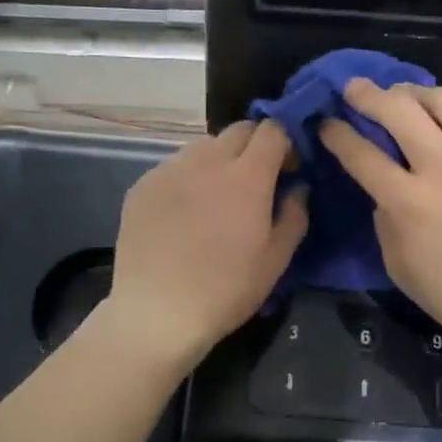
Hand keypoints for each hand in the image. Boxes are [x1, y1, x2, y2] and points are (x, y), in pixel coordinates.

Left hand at [103, 119, 307, 370]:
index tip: (288, 169)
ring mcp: (170, 170)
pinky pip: (173, 167)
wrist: (157, 311)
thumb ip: (294, 215)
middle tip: (256, 181)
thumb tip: (298, 188)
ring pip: (203, 146)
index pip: (272, 130)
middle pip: (238, 131)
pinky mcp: (142, 185)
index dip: (285, 143)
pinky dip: (187, 178)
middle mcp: (207, 161)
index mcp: (247, 176)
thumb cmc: (226, 289)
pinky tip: (184, 213)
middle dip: (254, 146)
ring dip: (219, 160)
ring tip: (216, 195)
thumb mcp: (276, 260)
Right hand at [319, 81, 441, 371]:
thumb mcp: (400, 267)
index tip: (327, 122)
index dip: (337, 133)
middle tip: (355, 89)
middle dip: (368, 94)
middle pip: (399, 111)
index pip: (361, 154)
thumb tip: (383, 186)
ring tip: (408, 98)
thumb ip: (385, 220)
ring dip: (419, 92)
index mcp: (409, 204)